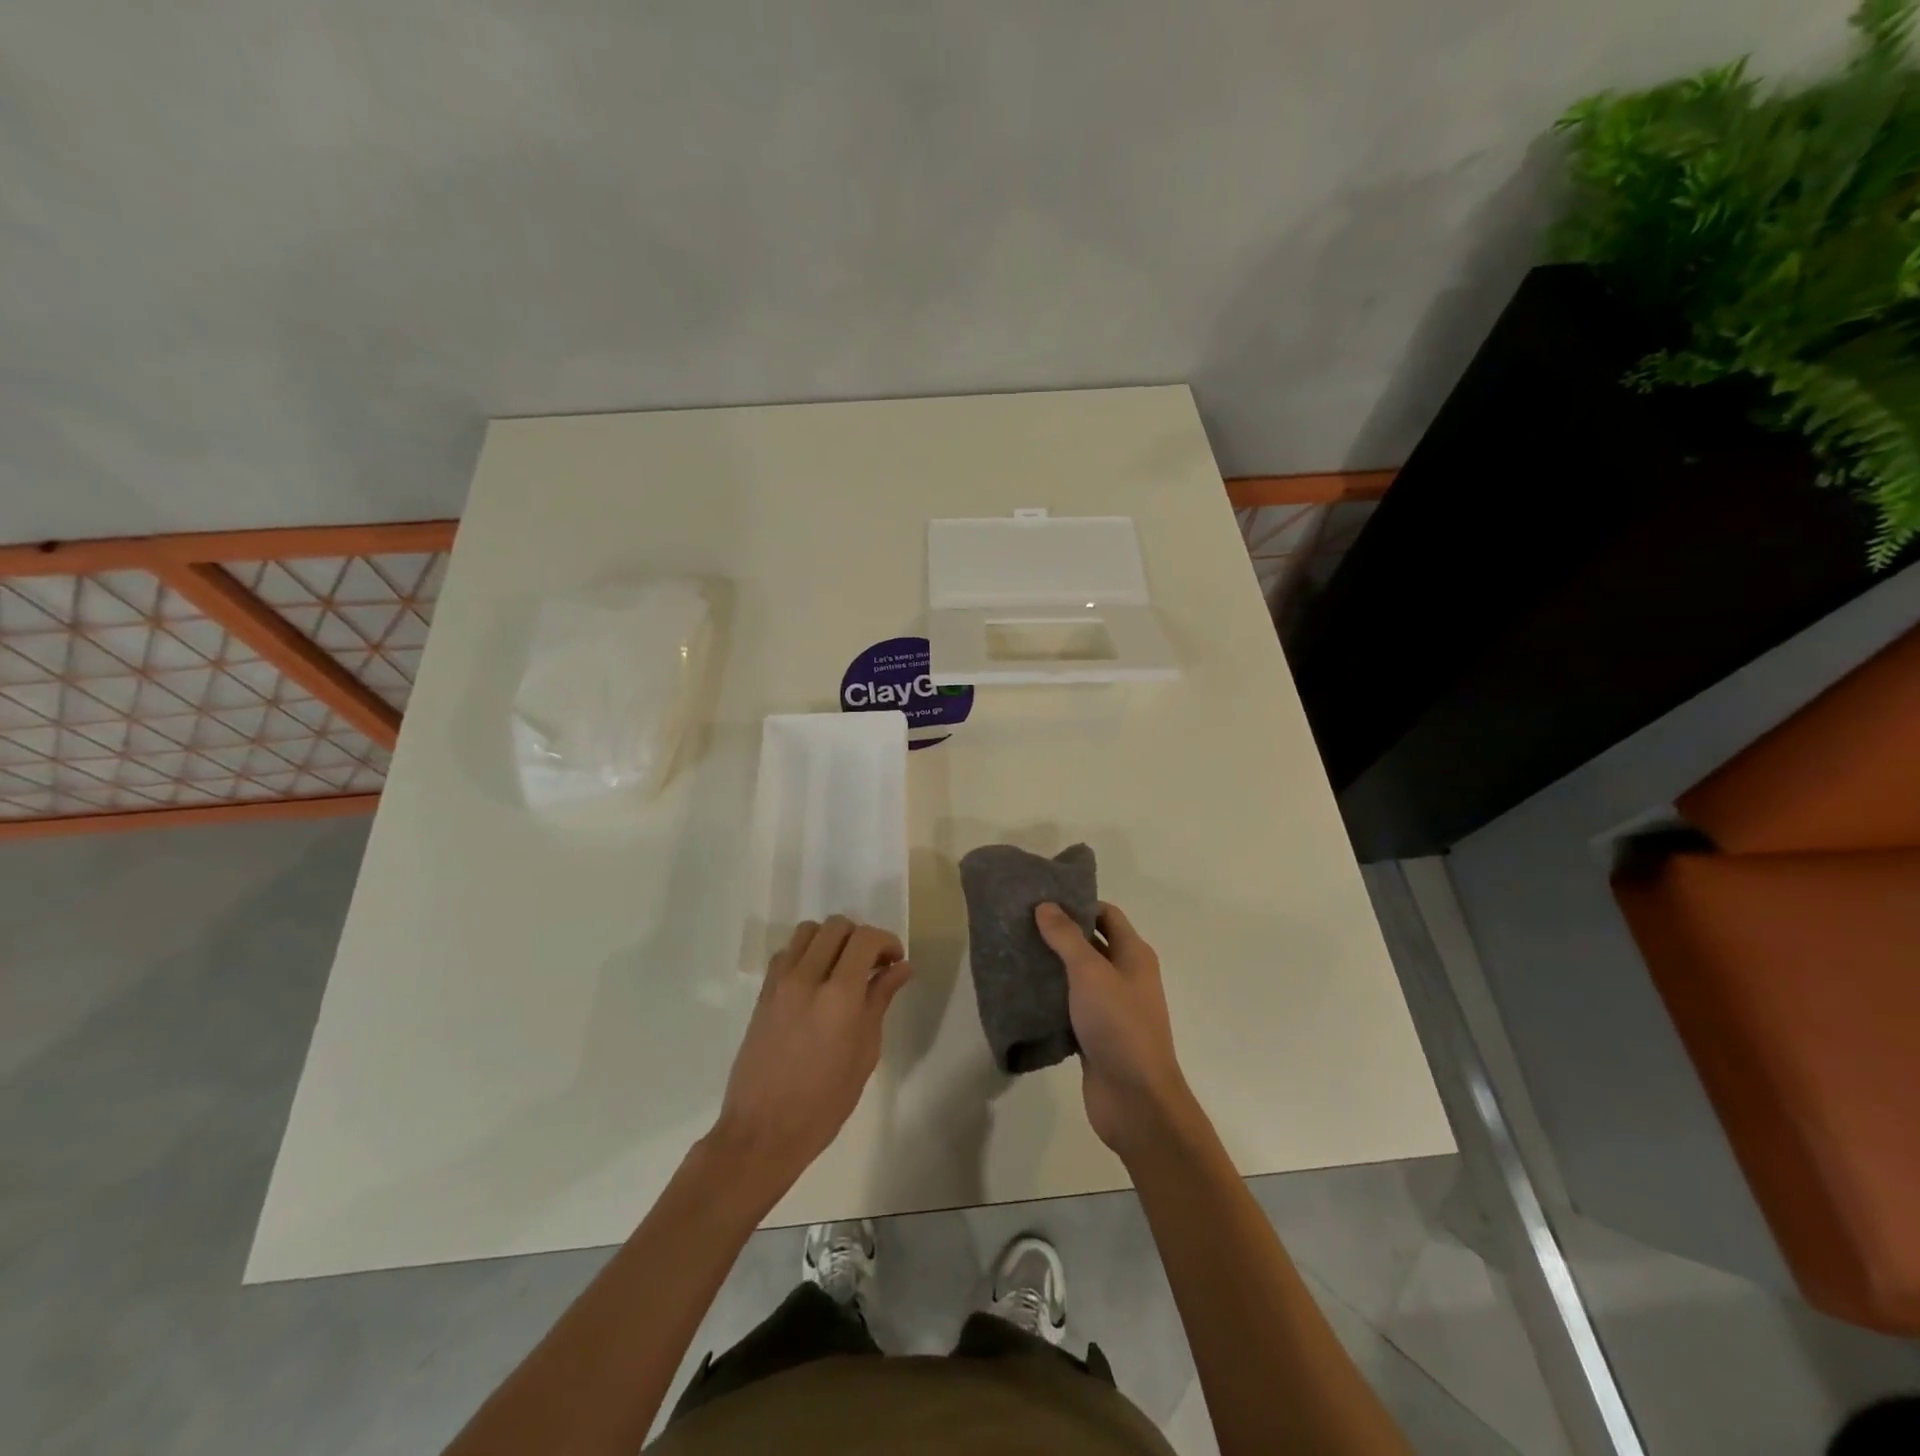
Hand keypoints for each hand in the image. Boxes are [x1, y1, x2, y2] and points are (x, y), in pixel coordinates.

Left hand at [706, 917, 911, 1193]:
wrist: (762, 1132)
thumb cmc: (824, 1102)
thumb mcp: (865, 1053)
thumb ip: (880, 1001)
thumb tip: (901, 968)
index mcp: (838, 996)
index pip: (865, 939)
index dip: (887, 941)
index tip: (896, 961)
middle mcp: (807, 978)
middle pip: (837, 926)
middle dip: (861, 937)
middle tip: (873, 965)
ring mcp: (780, 983)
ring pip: (808, 931)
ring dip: (832, 940)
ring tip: (843, 968)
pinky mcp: (763, 993)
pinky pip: (787, 952)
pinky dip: (806, 953)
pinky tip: (816, 981)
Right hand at [1036, 900, 1195, 1159]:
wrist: (1136, 1100)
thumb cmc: (1119, 1025)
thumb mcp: (1090, 973)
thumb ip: (1067, 938)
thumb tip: (1046, 905)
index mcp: (1133, 954)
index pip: (1106, 914)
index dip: (1077, 902)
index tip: (1041, 897)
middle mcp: (1125, 976)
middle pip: (1091, 942)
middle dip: (1059, 932)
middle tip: (1020, 922)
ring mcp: (1111, 1007)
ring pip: (1078, 976)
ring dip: (1052, 965)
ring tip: (1014, 951)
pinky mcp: (1095, 1034)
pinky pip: (1070, 1006)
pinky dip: (1051, 997)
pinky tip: (1022, 993)